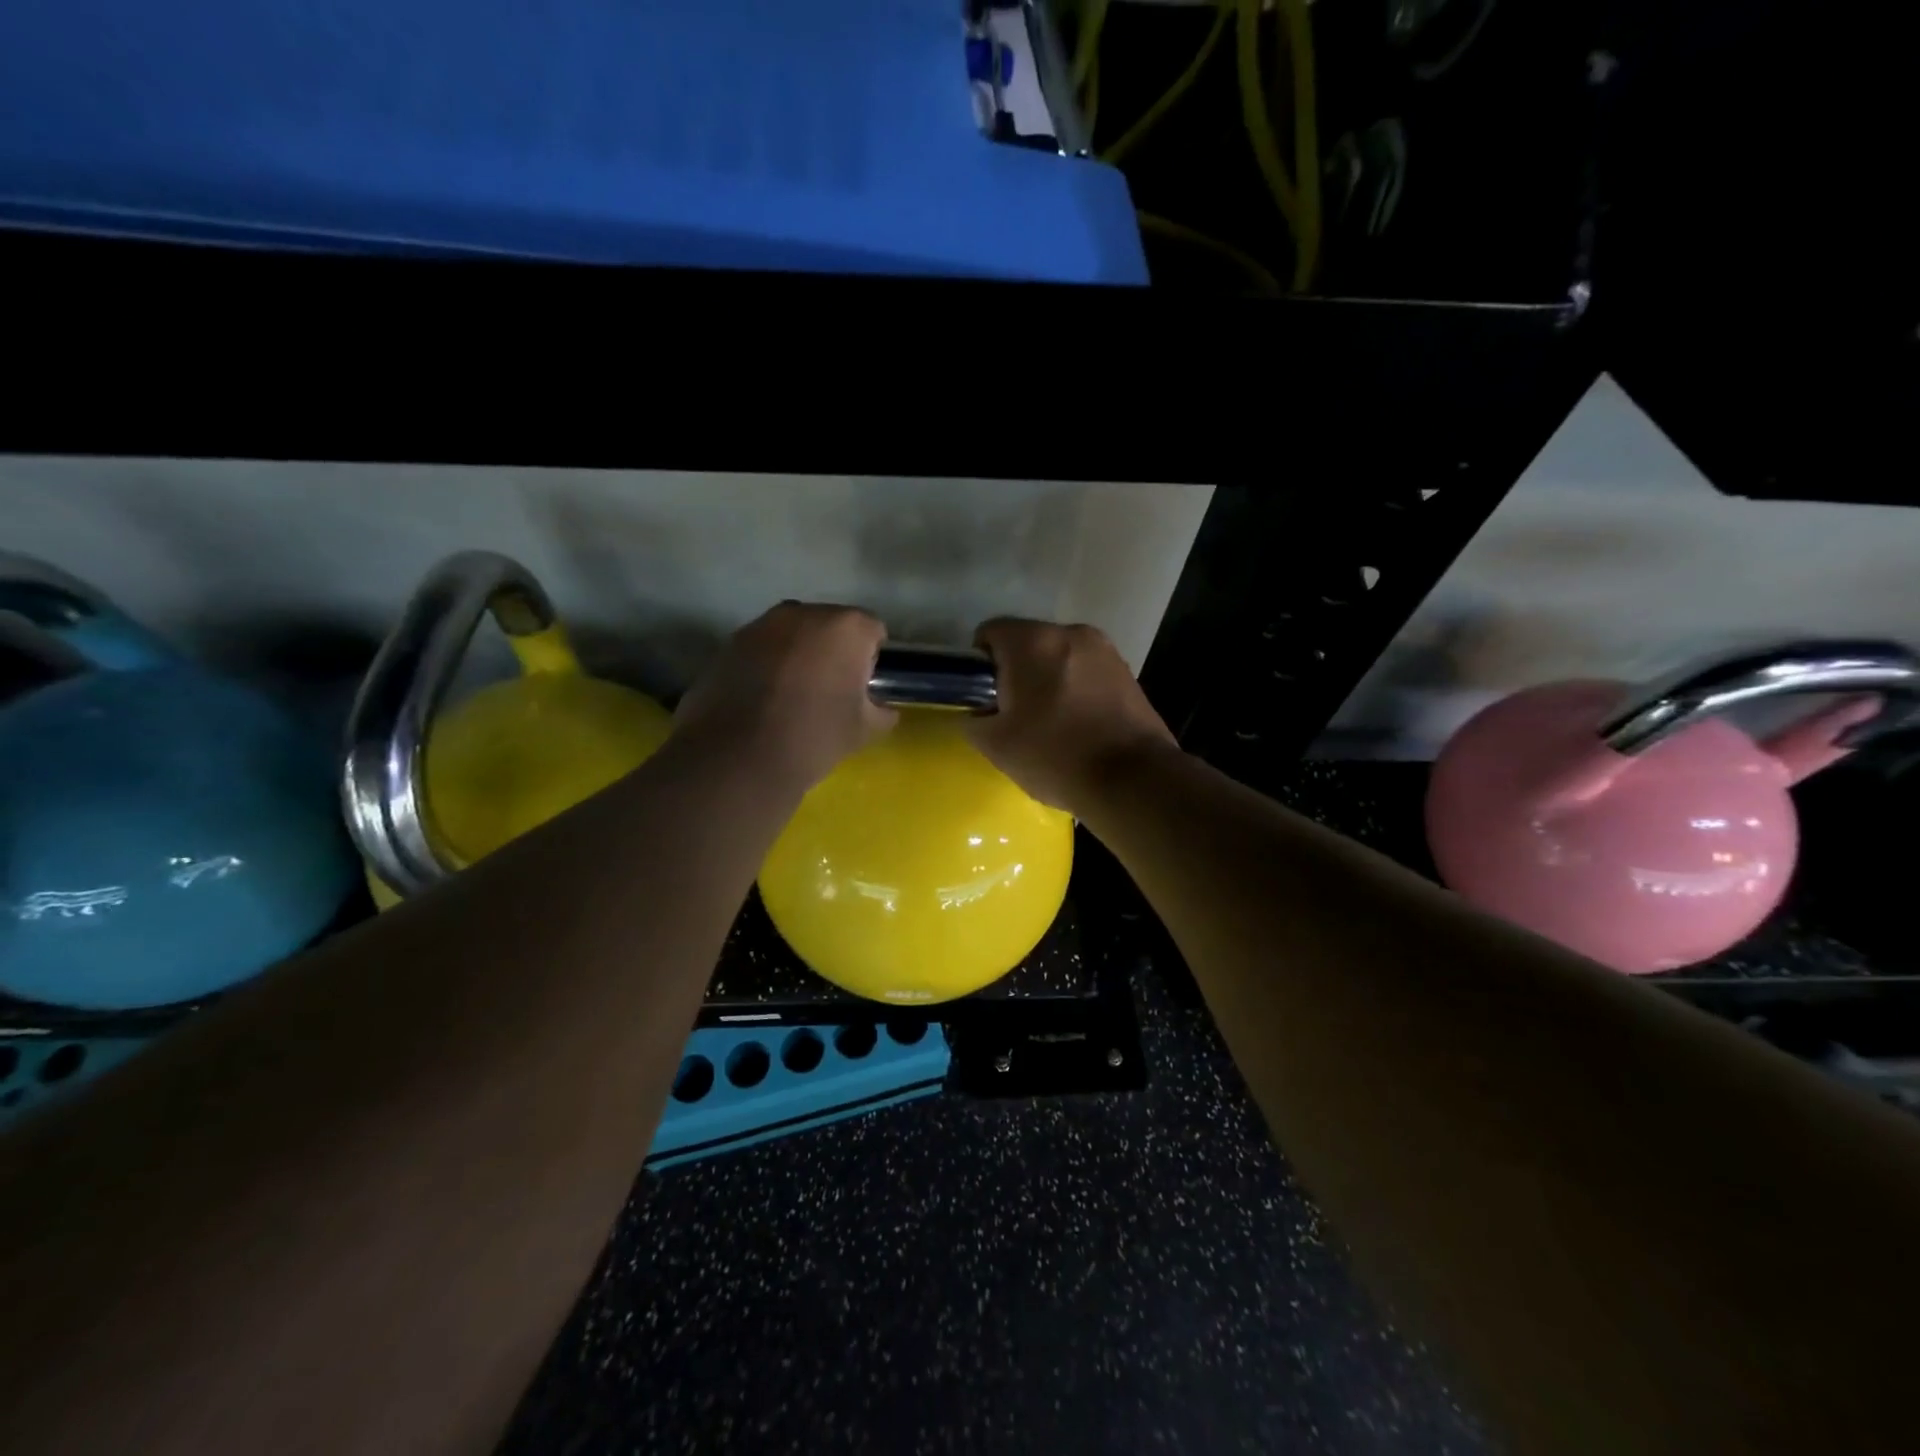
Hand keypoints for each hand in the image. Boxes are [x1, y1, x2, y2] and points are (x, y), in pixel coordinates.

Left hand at [674, 603, 895, 789]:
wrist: (740, 757)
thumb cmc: (815, 736)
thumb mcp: (864, 730)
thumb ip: (882, 712)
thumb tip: (882, 709)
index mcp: (846, 627)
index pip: (872, 630)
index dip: (871, 658)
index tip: (863, 686)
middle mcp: (804, 613)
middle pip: (830, 624)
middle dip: (834, 649)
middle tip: (830, 688)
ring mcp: (762, 625)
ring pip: (793, 633)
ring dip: (799, 653)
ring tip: (793, 693)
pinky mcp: (730, 643)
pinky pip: (763, 647)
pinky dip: (768, 663)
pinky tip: (764, 697)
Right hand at [966, 618, 1177, 813]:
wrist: (1132, 779)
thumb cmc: (1055, 755)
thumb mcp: (996, 745)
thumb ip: (974, 720)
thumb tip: (978, 712)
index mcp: (1032, 641)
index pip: (990, 632)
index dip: (979, 663)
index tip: (984, 696)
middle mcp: (1070, 633)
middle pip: (1028, 643)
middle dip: (1017, 672)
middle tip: (1014, 714)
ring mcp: (1105, 650)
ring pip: (1060, 658)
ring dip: (1049, 680)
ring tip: (1050, 723)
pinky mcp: (1128, 672)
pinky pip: (1087, 673)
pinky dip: (1076, 690)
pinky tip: (1079, 726)